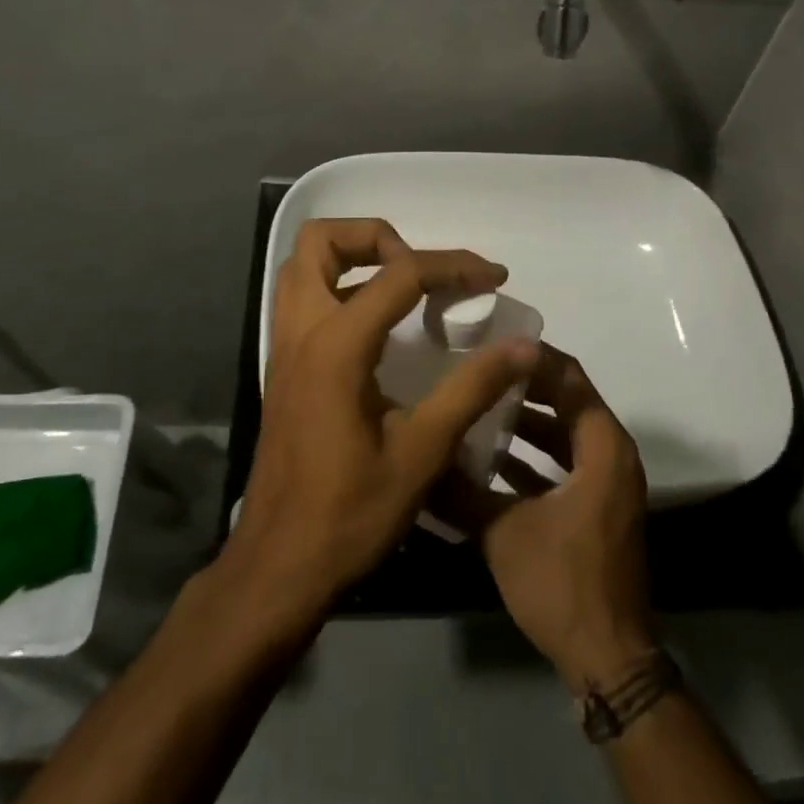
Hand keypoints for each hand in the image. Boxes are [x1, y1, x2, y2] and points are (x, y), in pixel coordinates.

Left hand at [224, 218, 539, 622]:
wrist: (279, 566)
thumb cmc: (351, 513)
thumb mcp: (423, 452)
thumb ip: (472, 389)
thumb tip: (523, 346)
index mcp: (336, 345)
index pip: (399, 274)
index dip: (453, 267)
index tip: (494, 278)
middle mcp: (301, 331)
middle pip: (320, 242)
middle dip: (377, 238)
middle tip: (421, 272)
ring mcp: (284, 348)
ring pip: (303, 266)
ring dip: (352, 259)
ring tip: (404, 288)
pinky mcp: (284, 368)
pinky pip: (304, 299)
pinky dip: (340, 288)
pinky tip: (381, 328)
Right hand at [456, 347, 656, 691]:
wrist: (608, 658)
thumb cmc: (562, 583)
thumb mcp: (503, 533)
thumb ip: (460, 491)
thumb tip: (418, 459)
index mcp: (603, 447)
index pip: (569, 377)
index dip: (531, 356)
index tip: (489, 343)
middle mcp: (611, 455)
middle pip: (566, 400)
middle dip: (522, 385)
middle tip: (477, 370)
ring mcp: (606, 483)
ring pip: (563, 433)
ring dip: (524, 421)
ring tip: (475, 407)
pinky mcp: (596, 507)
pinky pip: (563, 463)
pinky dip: (532, 456)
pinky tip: (488, 458)